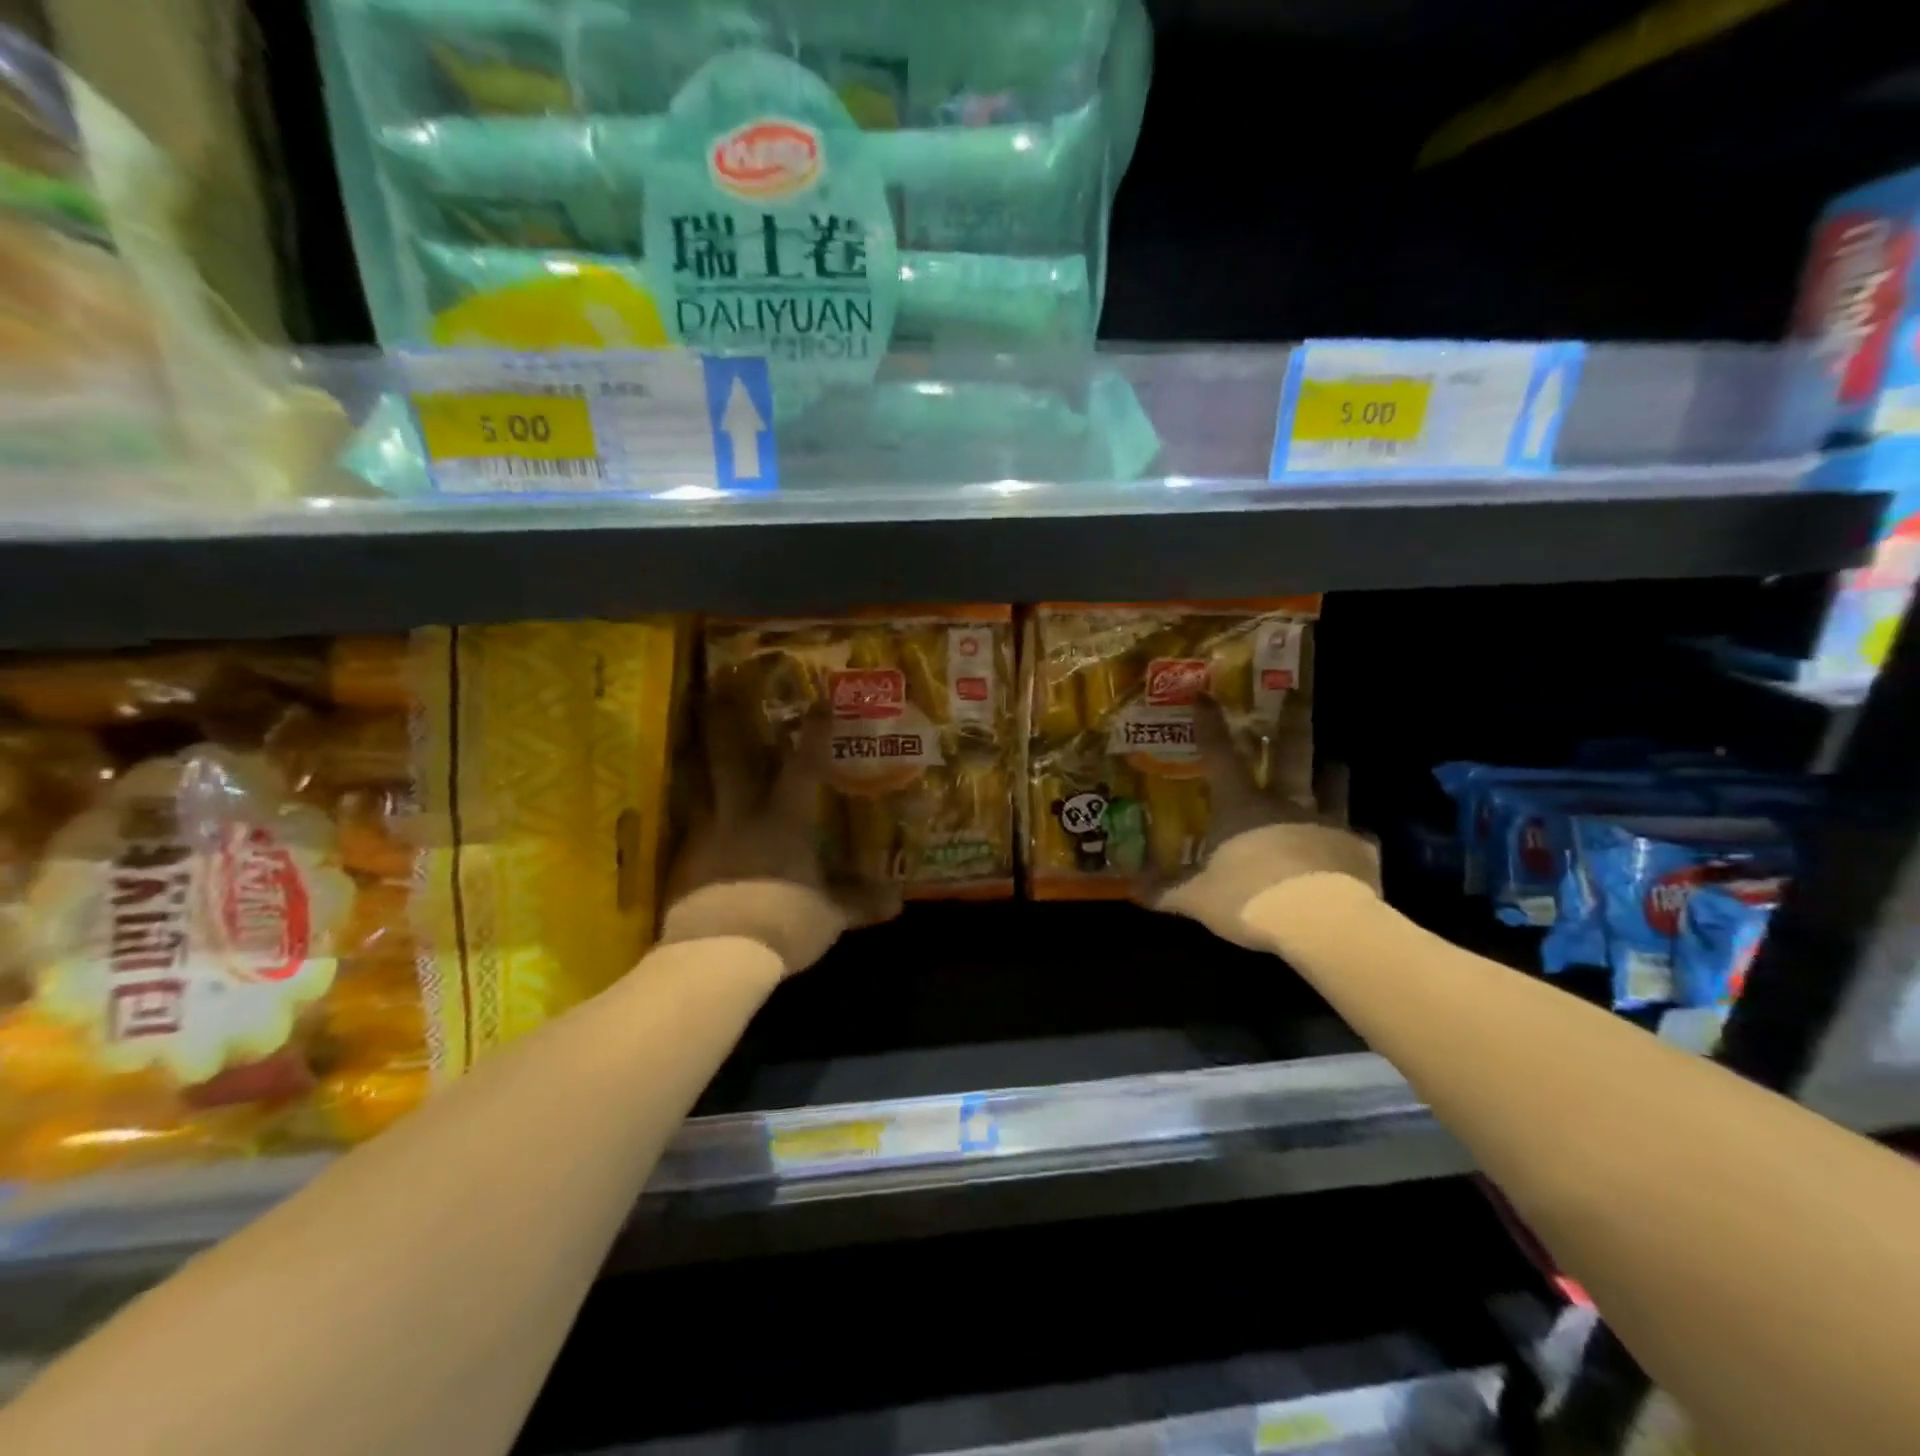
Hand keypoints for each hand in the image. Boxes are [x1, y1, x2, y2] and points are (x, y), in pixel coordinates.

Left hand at [660, 705, 898, 976]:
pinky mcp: (682, 861)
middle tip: (716, 688)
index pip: (801, 766)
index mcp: (783, 821)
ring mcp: (706, 836)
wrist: (717, 954)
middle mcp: (741, 816)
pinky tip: (697, 819)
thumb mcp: (829, 917)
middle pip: (729, 758)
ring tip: (695, 741)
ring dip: (700, 761)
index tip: (818, 702)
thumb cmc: (784, 924)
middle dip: (725, 721)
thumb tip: (898, 902)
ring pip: (700, 786)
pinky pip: (689, 827)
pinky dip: (695, 816)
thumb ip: (859, 903)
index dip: (812, 733)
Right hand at [1138, 699, 1380, 949]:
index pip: (1219, 756)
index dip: (1210, 725)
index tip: (1204, 695)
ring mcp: (1328, 822)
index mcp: (1242, 806)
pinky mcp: (1359, 849)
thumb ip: (1167, 891)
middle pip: (1291, 754)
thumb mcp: (1197, 898)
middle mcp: (1286, 804)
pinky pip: (1358, 837)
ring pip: (1332, 786)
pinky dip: (1354, 837)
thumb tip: (1133, 891)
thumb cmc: (1248, 898)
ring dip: (1333, 773)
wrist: (1319, 921)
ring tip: (1336, 761)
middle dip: (1292, 722)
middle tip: (1299, 693)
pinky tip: (1355, 842)